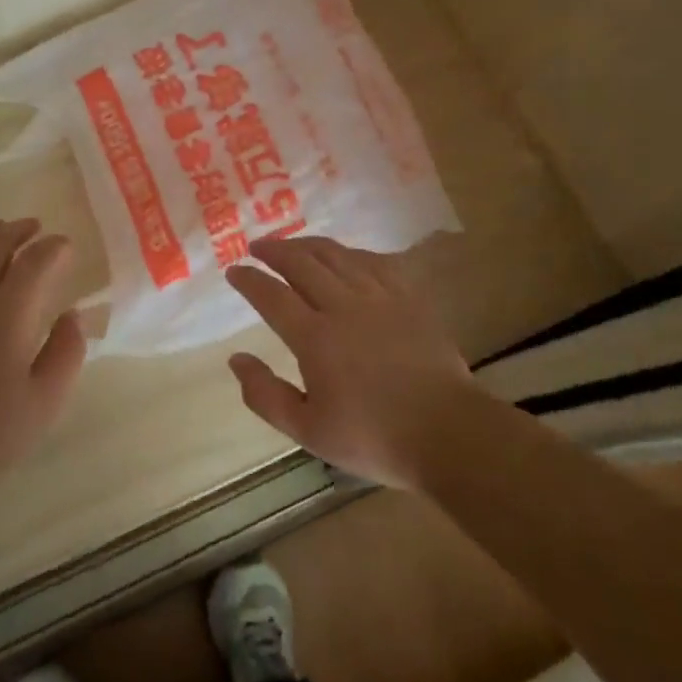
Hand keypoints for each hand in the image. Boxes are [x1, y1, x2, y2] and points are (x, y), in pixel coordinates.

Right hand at [225, 236, 479, 488]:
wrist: (447, 433)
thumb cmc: (374, 438)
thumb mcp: (308, 431)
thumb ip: (265, 395)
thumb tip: (236, 359)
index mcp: (315, 338)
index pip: (272, 296)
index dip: (249, 280)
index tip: (234, 271)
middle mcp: (343, 306)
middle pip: (302, 263)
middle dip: (275, 250)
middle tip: (258, 246)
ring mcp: (379, 297)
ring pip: (337, 256)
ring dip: (308, 245)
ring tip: (293, 244)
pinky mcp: (409, 298)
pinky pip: (375, 262)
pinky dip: (352, 253)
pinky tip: (346, 256)